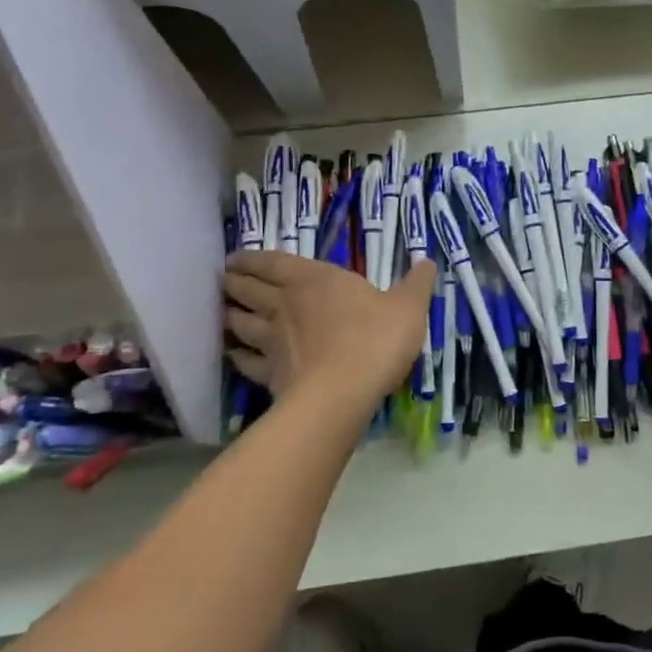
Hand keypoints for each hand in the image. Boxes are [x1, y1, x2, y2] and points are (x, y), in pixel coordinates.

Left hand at [223, 252, 435, 410]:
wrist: (342, 393)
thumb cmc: (375, 340)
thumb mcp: (409, 306)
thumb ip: (417, 283)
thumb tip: (428, 261)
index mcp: (315, 279)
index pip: (274, 262)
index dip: (253, 258)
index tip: (236, 257)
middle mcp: (286, 304)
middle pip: (249, 289)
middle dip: (235, 282)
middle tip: (225, 279)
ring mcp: (273, 341)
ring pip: (241, 323)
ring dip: (230, 315)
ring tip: (224, 312)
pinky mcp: (270, 374)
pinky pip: (246, 362)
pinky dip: (237, 356)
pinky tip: (233, 356)